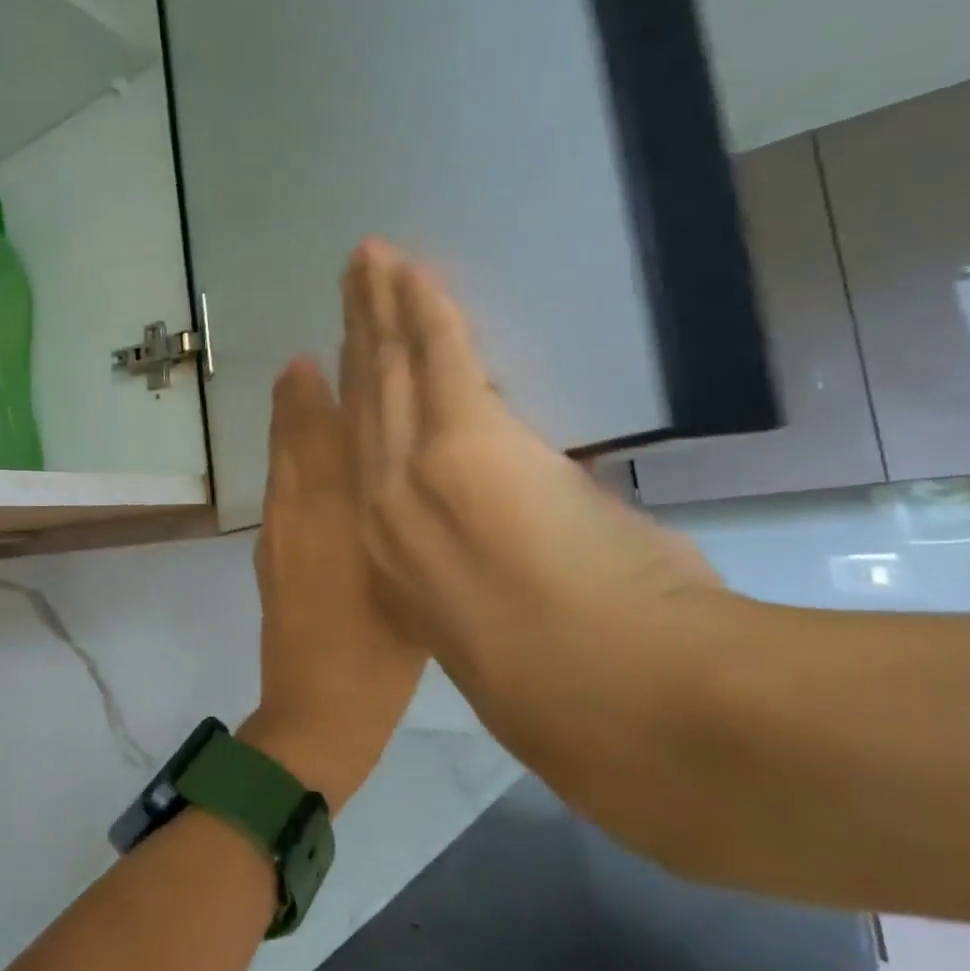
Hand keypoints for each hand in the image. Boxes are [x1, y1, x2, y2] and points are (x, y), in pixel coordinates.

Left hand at [241, 356, 428, 812]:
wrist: (317, 712)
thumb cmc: (383, 657)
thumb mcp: (414, 585)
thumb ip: (410, 522)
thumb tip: (420, 469)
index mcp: (339, 514)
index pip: (333, 433)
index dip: (329, 386)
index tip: (329, 345)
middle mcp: (300, 511)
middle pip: (298, 435)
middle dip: (302, 388)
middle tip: (307, 349)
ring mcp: (280, 531)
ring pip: (284, 458)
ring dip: (290, 414)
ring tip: (298, 371)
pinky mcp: (272, 551)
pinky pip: (280, 483)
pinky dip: (286, 451)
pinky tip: (296, 442)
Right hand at [337, 240, 732, 783]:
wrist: (620, 706)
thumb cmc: (570, 691)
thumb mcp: (505, 624)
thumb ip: (492, 568)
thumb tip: (517, 529)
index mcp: (390, 554)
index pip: (363, 457)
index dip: (354, 400)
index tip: (349, 359)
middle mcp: (381, 508)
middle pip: (364, 404)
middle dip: (357, 338)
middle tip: (349, 286)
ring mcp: (413, 474)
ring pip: (389, 373)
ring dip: (380, 311)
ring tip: (367, 264)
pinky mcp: (464, 442)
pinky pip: (436, 355)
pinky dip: (423, 307)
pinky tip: (410, 268)